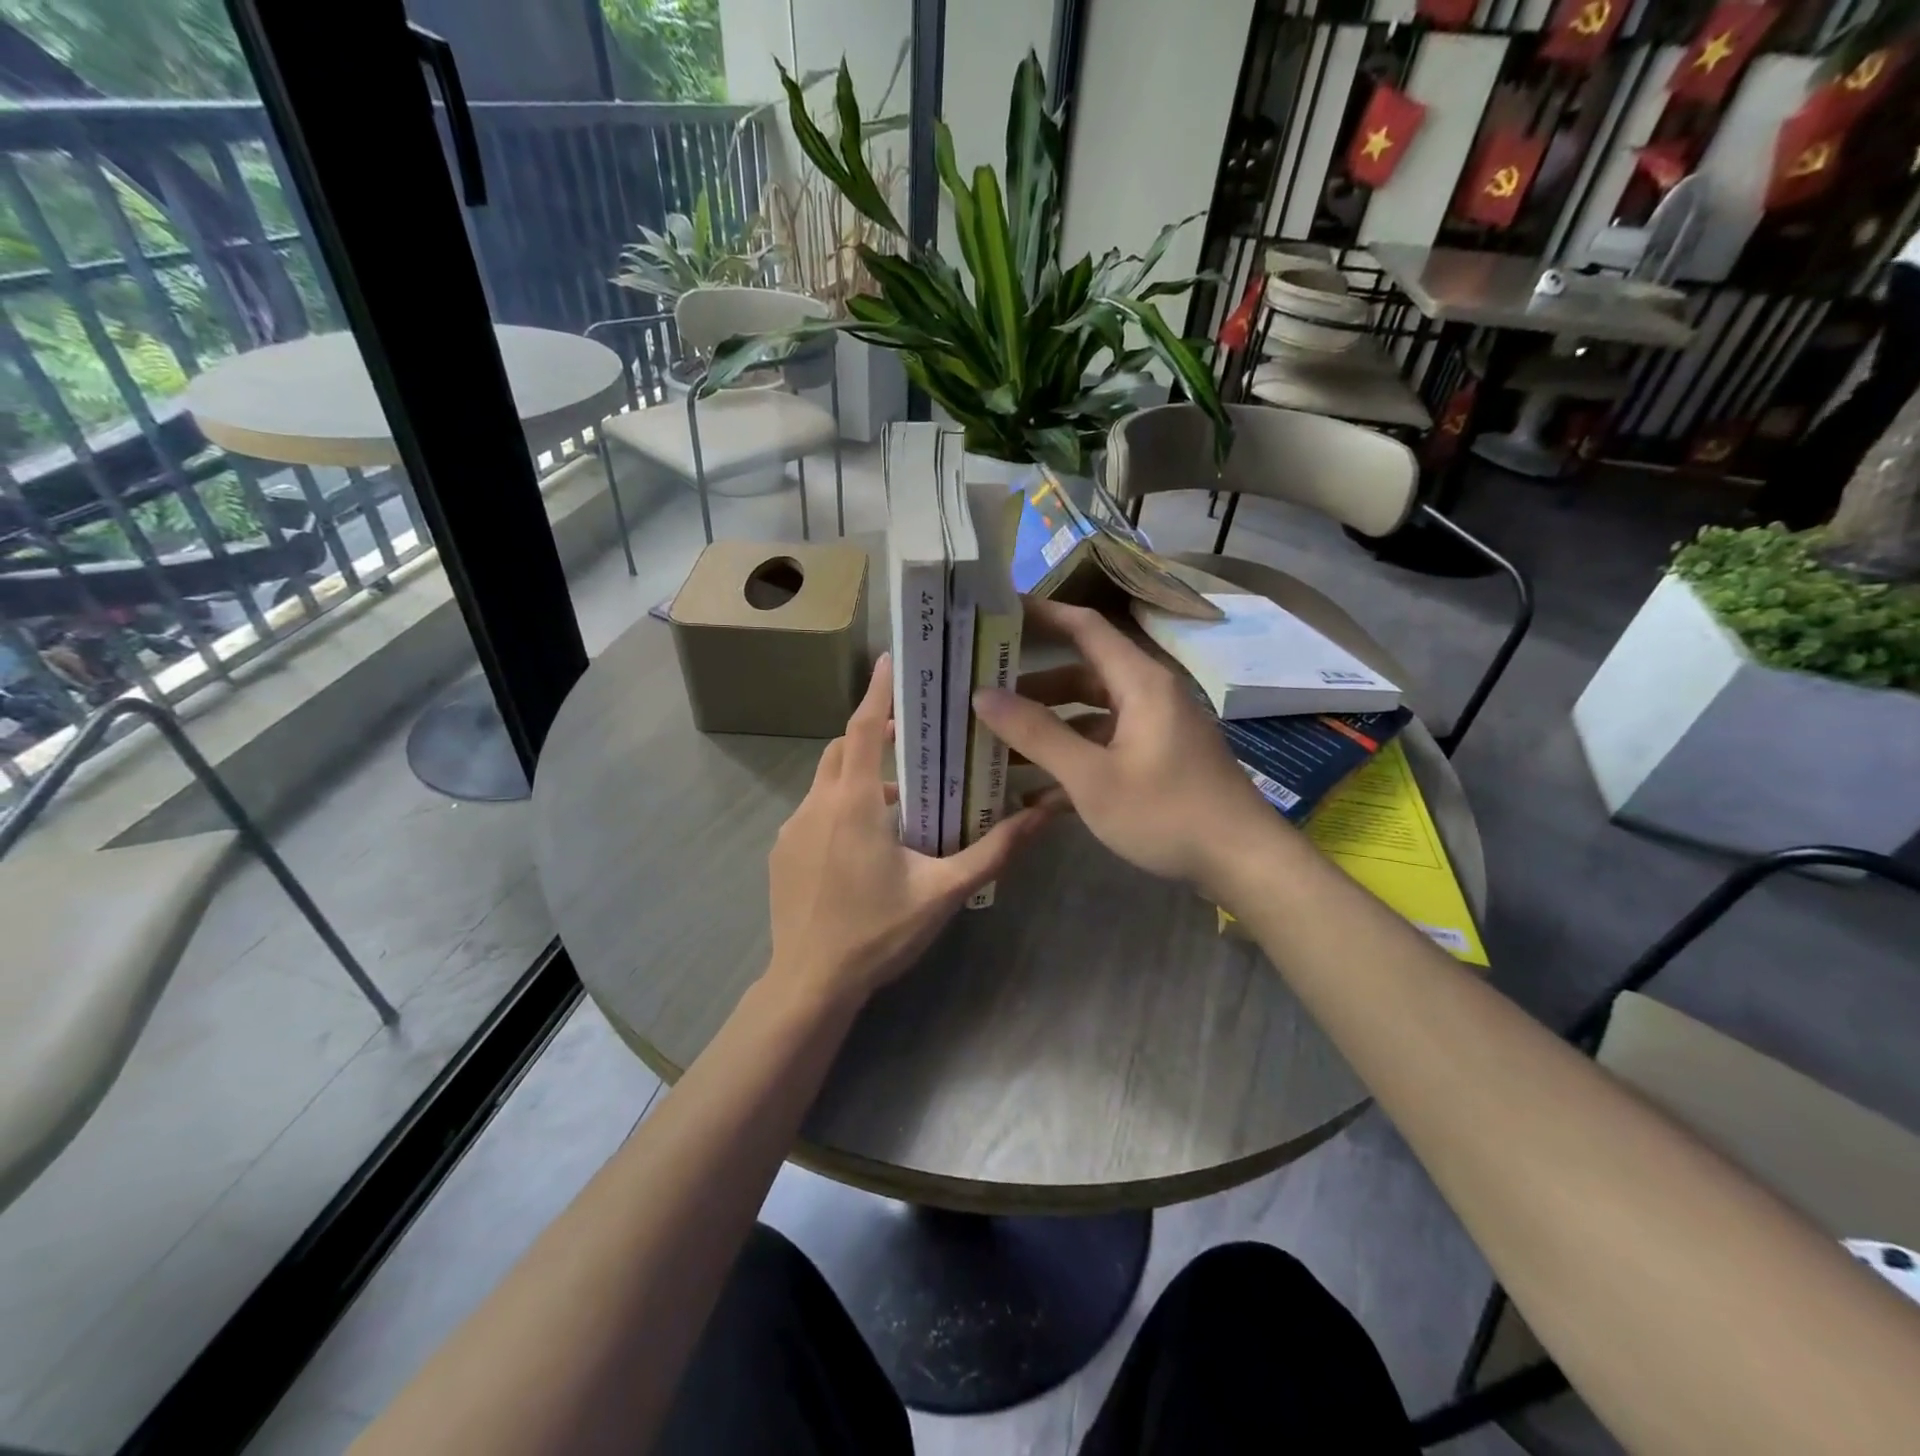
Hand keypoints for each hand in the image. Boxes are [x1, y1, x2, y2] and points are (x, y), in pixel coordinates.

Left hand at [766, 653, 1052, 1005]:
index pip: (866, 728)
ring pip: (827, 780)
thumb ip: (994, 851)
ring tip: (899, 800)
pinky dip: (840, 805)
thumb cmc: (878, 933)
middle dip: (874, 732)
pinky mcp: (781, 851)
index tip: (890, 660)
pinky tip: (864, 842)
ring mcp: (792, 828)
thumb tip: (1043, 815)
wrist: (810, 984)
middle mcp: (817, 804)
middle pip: (844, 747)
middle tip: (912, 738)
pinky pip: (813, 810)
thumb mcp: (944, 892)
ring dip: (859, 775)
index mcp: (854, 804)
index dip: (878, 691)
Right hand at [972, 598, 1277, 894]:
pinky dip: (1074, 759)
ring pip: (1091, 715)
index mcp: (1139, 682)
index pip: (1084, 627)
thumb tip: (982, 695)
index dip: (1041, 614)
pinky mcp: (1158, 760)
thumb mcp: (1092, 777)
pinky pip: (1106, 746)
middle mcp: (1148, 695)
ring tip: (998, 747)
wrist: (1243, 862)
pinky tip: (1036, 793)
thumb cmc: (1167, 812)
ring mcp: (1155, 729)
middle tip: (983, 694)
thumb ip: (1037, 734)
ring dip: (1049, 729)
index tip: (996, 613)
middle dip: (1032, 687)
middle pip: (1082, 674)